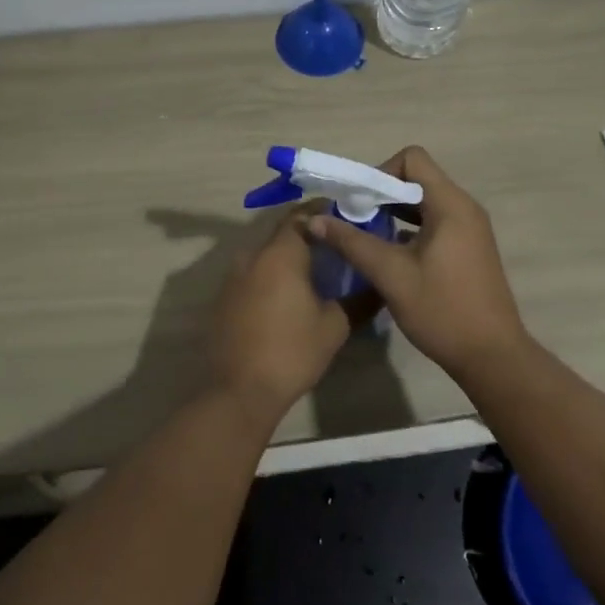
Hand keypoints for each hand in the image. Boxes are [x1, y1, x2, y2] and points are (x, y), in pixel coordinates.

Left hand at [207, 208, 353, 423]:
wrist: (238, 391)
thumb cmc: (291, 352)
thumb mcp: (334, 326)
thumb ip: (359, 300)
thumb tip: (380, 285)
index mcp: (280, 253)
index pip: (302, 215)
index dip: (323, 212)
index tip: (345, 216)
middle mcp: (253, 255)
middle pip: (283, 232)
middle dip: (309, 234)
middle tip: (336, 244)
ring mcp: (233, 277)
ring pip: (266, 254)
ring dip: (289, 256)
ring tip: (316, 270)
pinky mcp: (224, 298)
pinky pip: (253, 274)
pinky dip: (272, 275)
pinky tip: (289, 295)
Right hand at [307, 147, 527, 382]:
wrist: (492, 357)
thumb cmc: (442, 311)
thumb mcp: (391, 275)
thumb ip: (352, 243)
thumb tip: (315, 220)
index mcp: (451, 204)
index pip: (412, 159)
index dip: (381, 172)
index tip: (360, 202)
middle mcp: (464, 207)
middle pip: (418, 178)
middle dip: (382, 194)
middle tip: (354, 219)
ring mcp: (470, 228)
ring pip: (425, 202)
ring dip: (394, 212)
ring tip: (366, 236)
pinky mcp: (469, 247)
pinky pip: (435, 221)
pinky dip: (410, 228)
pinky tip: (389, 254)